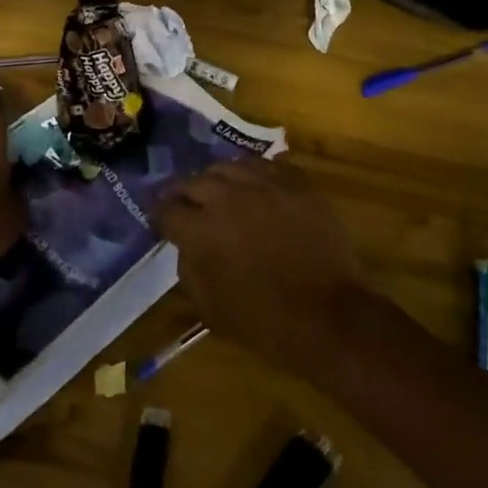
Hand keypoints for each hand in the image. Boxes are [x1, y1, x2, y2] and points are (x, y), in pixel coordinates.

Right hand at [157, 157, 368, 380]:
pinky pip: (266, 166)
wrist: (327, 316)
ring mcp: (265, 185)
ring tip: (218, 189)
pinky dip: (253, 174)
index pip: (167, 210)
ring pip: (229, 166)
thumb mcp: (209, 308)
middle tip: (183, 202)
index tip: (160, 219)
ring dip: (217, 178)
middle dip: (183, 193)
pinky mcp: (295, 183)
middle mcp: (228, 198)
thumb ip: (188, 269)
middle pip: (194, 181)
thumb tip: (186, 245)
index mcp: (202, 230)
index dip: (159, 215)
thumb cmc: (263, 321)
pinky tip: (253, 185)